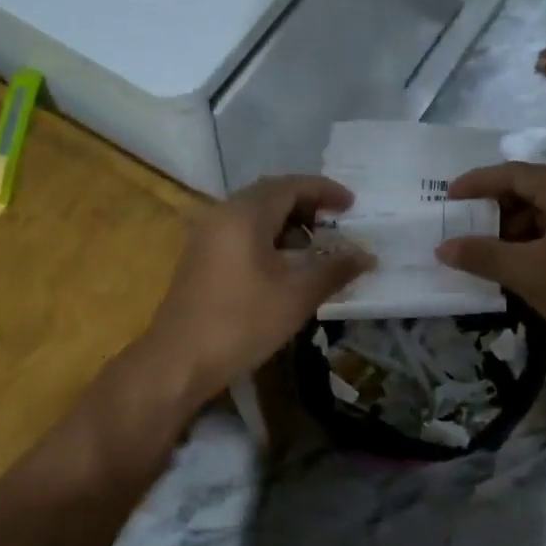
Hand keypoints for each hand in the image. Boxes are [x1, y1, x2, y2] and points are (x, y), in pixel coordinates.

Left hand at [143, 176, 372, 402]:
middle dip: (307, 205)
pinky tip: (284, 265)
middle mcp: (222, 214)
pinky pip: (241, 232)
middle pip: (270, 195)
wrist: (179, 360)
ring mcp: (207, 236)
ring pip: (254, 215)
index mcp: (245, 214)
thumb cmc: (241, 323)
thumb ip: (334, 270)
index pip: (290, 185)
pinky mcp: (201, 257)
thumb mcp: (297, 296)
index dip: (325, 190)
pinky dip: (268, 238)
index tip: (352, 205)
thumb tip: (367, 255)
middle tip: (337, 224)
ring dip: (288, 223)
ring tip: (316, 247)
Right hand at [435, 163, 545, 371]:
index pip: (518, 174)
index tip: (447, 198)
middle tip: (464, 231)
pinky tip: (522, 265)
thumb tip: (442, 247)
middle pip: (536, 191)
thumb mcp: (530, 275)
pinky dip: (541, 244)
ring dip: (518, 232)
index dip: (478, 184)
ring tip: (488, 254)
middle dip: (497, 212)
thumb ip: (483, 256)